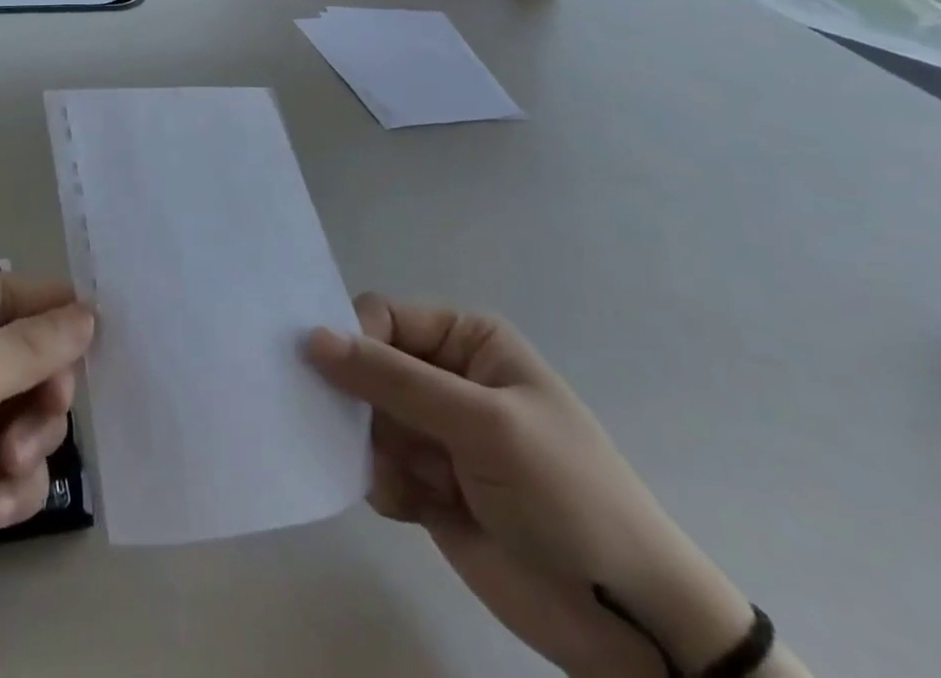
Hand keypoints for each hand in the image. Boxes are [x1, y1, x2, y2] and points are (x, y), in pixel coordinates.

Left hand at [0, 274, 94, 677]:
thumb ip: (23, 350)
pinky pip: (14, 466)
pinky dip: (14, 487)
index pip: (6, 293)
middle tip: (44, 419)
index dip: (54, 310)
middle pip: (24, 352)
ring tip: (4, 474)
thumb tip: (86, 312)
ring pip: (26, 410)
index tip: (105, 334)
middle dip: (41, 388)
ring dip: (29, 441)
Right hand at [306, 294, 757, 677]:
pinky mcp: (425, 484)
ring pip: (362, 417)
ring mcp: (434, 433)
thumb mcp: (483, 423)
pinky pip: (373, 465)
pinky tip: (412, 508)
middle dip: (355, 399)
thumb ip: (394, 379)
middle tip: (355, 432)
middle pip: (365, 366)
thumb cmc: (566, 494)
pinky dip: (381, 482)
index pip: (382, 316)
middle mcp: (445, 377)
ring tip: (402, 481)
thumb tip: (310, 336)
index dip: (355, 340)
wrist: (630, 624)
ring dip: (369, 446)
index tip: (332, 376)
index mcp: (466, 341)